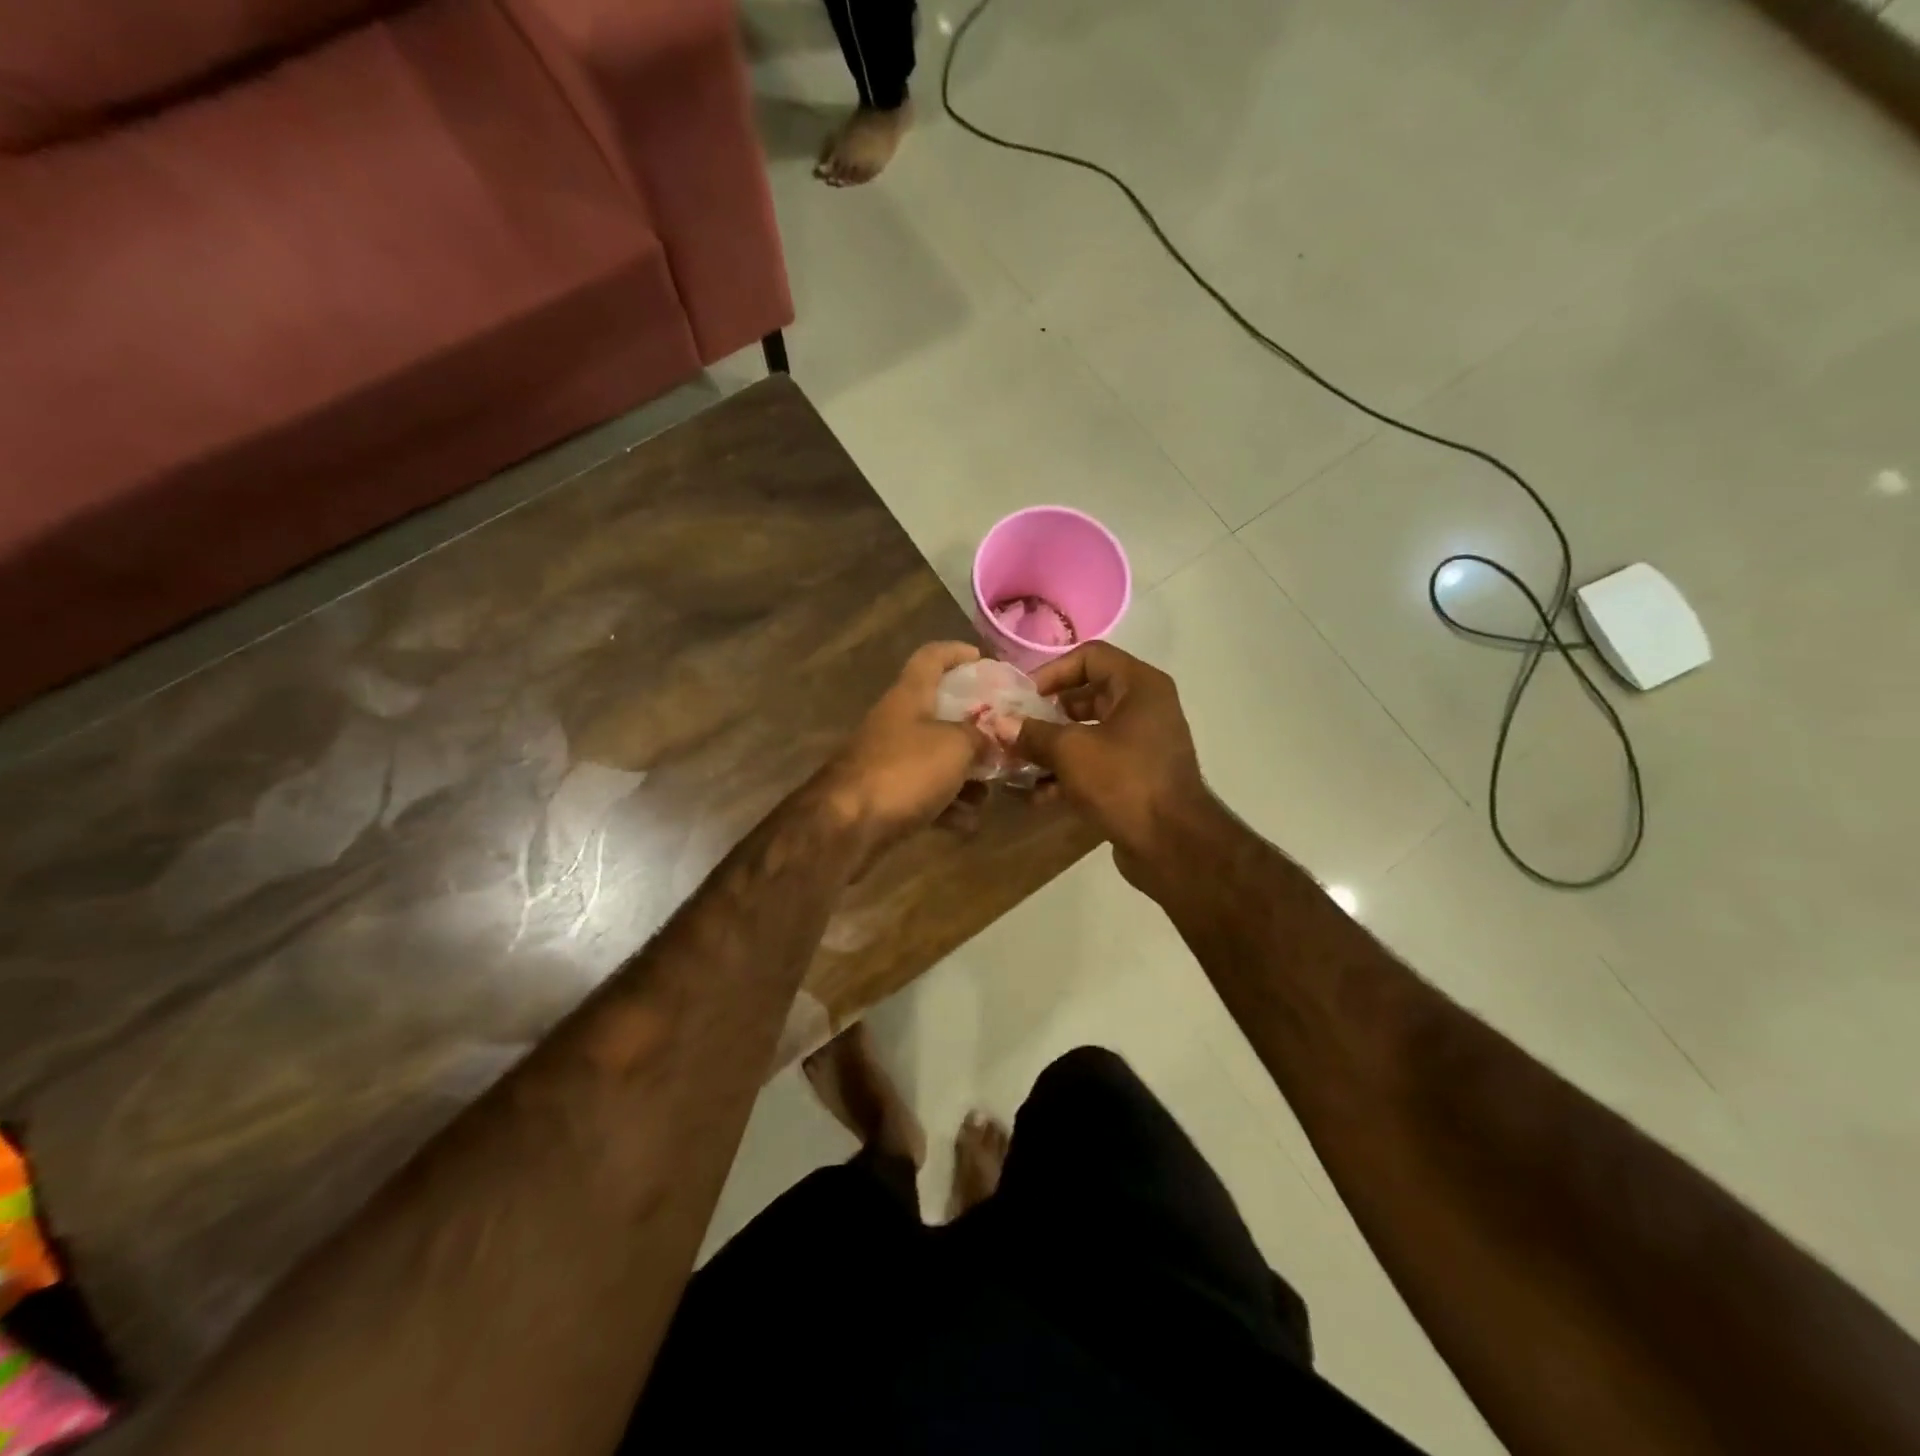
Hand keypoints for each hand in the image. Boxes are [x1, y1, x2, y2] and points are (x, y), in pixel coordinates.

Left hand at [825, 642, 986, 853]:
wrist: (847, 825)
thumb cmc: (905, 771)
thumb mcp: (955, 746)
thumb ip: (980, 737)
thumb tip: (991, 738)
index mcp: (909, 696)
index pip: (931, 657)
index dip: (956, 652)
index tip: (982, 659)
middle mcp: (897, 723)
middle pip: (939, 713)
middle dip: (974, 729)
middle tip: (1004, 740)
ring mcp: (890, 761)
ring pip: (937, 759)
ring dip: (966, 776)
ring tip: (990, 793)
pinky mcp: (886, 797)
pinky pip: (926, 794)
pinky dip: (948, 806)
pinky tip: (968, 823)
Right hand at [1014, 643, 1211, 888]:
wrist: (1173, 845)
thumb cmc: (1124, 781)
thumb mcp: (1071, 751)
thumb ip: (1032, 733)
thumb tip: (999, 725)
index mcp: (1139, 686)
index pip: (1090, 657)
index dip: (1052, 672)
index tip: (1022, 697)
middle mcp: (1145, 708)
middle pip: (1086, 697)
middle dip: (1045, 714)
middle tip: (1013, 730)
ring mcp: (1142, 745)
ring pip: (1087, 734)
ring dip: (1051, 747)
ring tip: (1016, 764)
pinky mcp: (1135, 777)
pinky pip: (1095, 764)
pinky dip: (1067, 774)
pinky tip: (1035, 794)